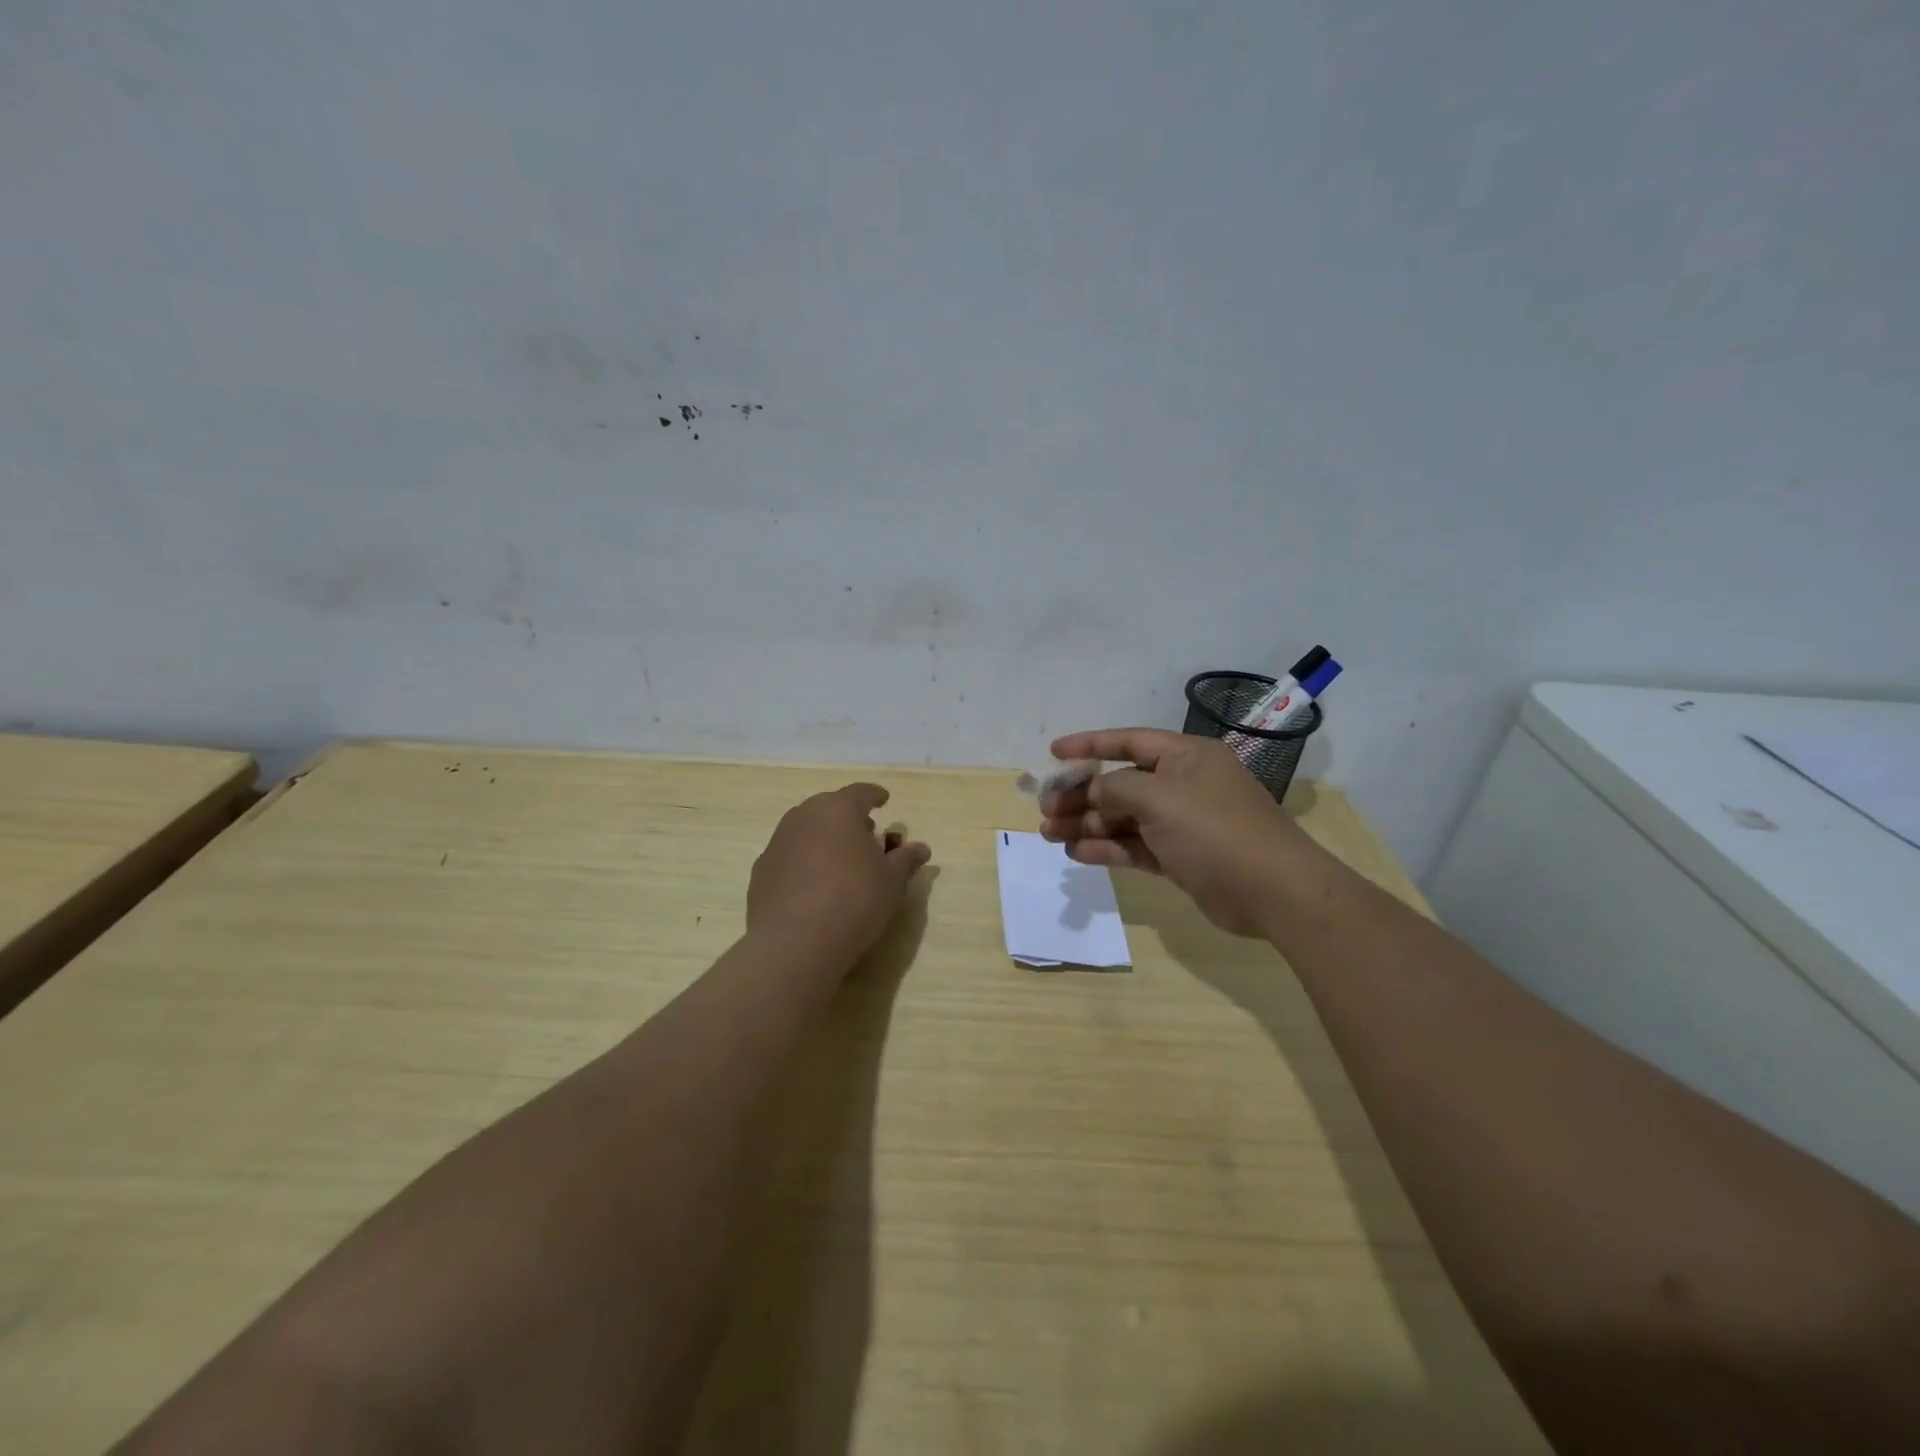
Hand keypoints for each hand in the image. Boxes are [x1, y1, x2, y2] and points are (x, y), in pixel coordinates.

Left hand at [748, 783, 931, 962]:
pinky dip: (804, 862)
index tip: (884, 800)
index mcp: (838, 809)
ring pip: (807, 830)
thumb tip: (921, 848)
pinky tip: (814, 886)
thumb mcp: (891, 881)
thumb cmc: (854, 900)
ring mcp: (778, 842)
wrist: (794, 941)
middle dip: (849, 819)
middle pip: (830, 808)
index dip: (874, 796)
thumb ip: (905, 859)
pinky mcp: (761, 870)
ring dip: (825, 839)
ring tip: (841, 862)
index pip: (860, 792)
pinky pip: (790, 856)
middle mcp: (804, 816)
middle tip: (866, 837)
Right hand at [1038, 729, 1311, 936]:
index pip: (1128, 741)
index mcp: (1185, 756)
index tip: (1052, 753)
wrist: (1273, 891)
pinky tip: (1077, 853)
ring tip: (1049, 834)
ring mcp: (1182, 823)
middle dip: (1081, 795)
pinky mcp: (1181, 857)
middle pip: (1120, 783)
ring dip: (1087, 824)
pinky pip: (1135, 846)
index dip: (1089, 745)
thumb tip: (1091, 792)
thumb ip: (1115, 788)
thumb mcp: (1158, 797)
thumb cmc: (1213, 829)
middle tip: (1044, 809)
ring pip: (1124, 817)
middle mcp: (1183, 784)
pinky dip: (1107, 848)